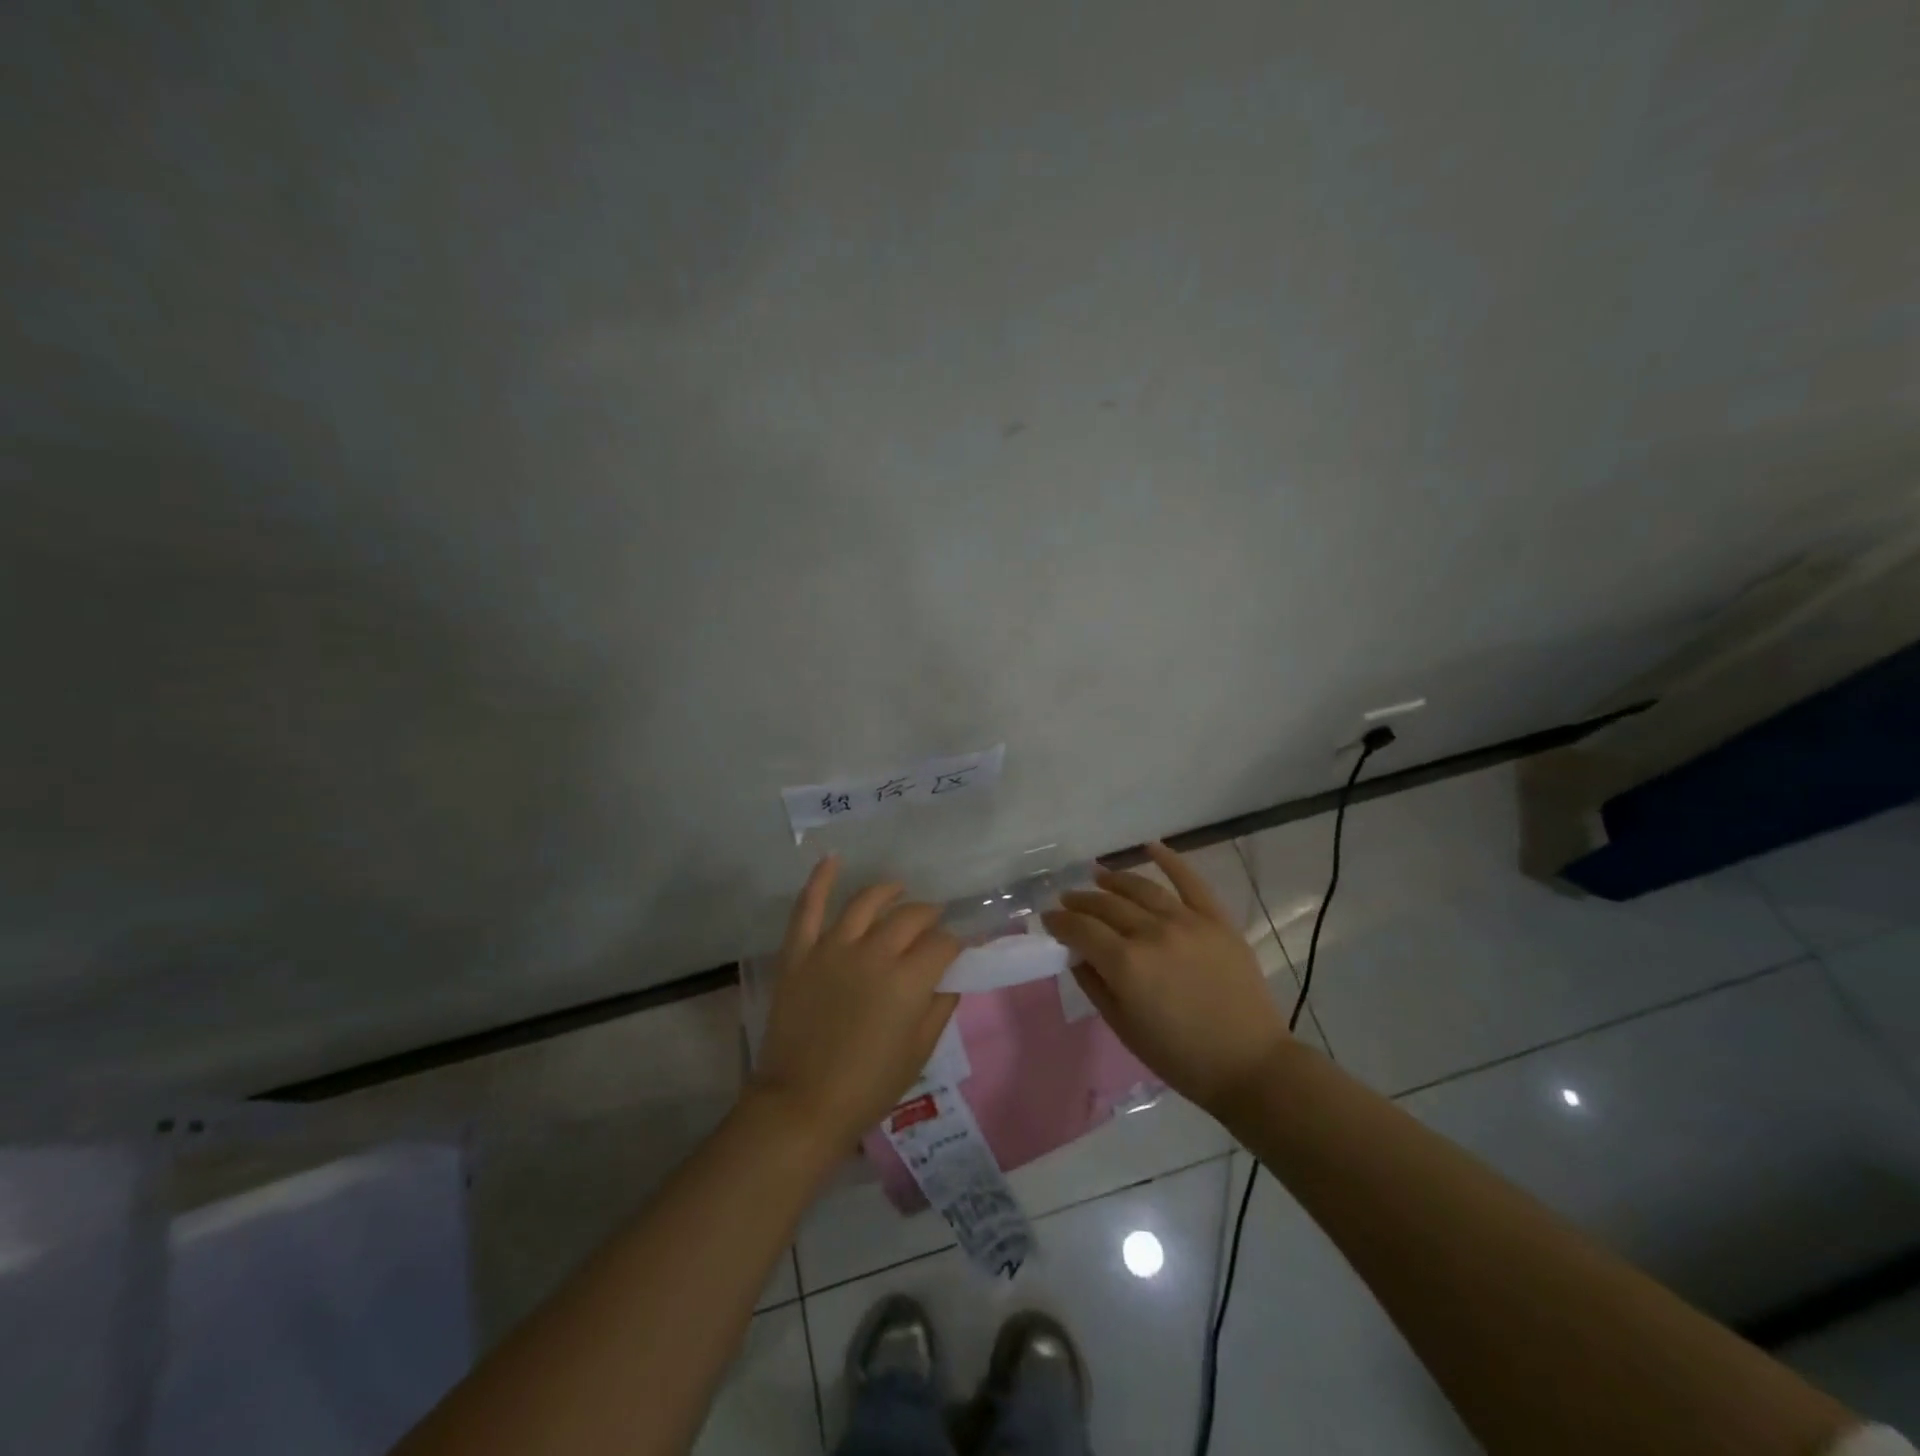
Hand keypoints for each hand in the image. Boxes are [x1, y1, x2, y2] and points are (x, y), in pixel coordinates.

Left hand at [749, 856, 961, 1150]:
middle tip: (933, 923)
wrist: (801, 1105)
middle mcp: (874, 952)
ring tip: (898, 889)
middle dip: (929, 916)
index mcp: (908, 980)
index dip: (955, 944)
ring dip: (887, 891)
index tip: (958, 949)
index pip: (943, 944)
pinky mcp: (799, 953)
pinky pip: (808, 908)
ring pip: (866, 903)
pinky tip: (832, 859)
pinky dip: (820, 880)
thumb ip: (940, 1007)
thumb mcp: (919, 1052)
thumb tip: (952, 977)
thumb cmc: (868, 1086)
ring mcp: (832, 948)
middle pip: (910, 917)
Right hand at [1041, 841, 1289, 1115]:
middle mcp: (1152, 933)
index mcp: (1126, 964)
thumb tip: (1075, 953)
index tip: (1048, 919)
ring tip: (1097, 875)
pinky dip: (1170, 860)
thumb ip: (1094, 984)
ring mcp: (1187, 921)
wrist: (1249, 1064)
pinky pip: (1191, 881)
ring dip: (1114, 879)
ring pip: (1141, 888)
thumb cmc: (1180, 1056)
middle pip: (1106, 905)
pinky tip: (1151, 846)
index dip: (1059, 922)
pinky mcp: (1216, 920)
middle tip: (1067, 900)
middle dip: (1081, 901)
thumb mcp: (1124, 1027)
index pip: (1081, 929)